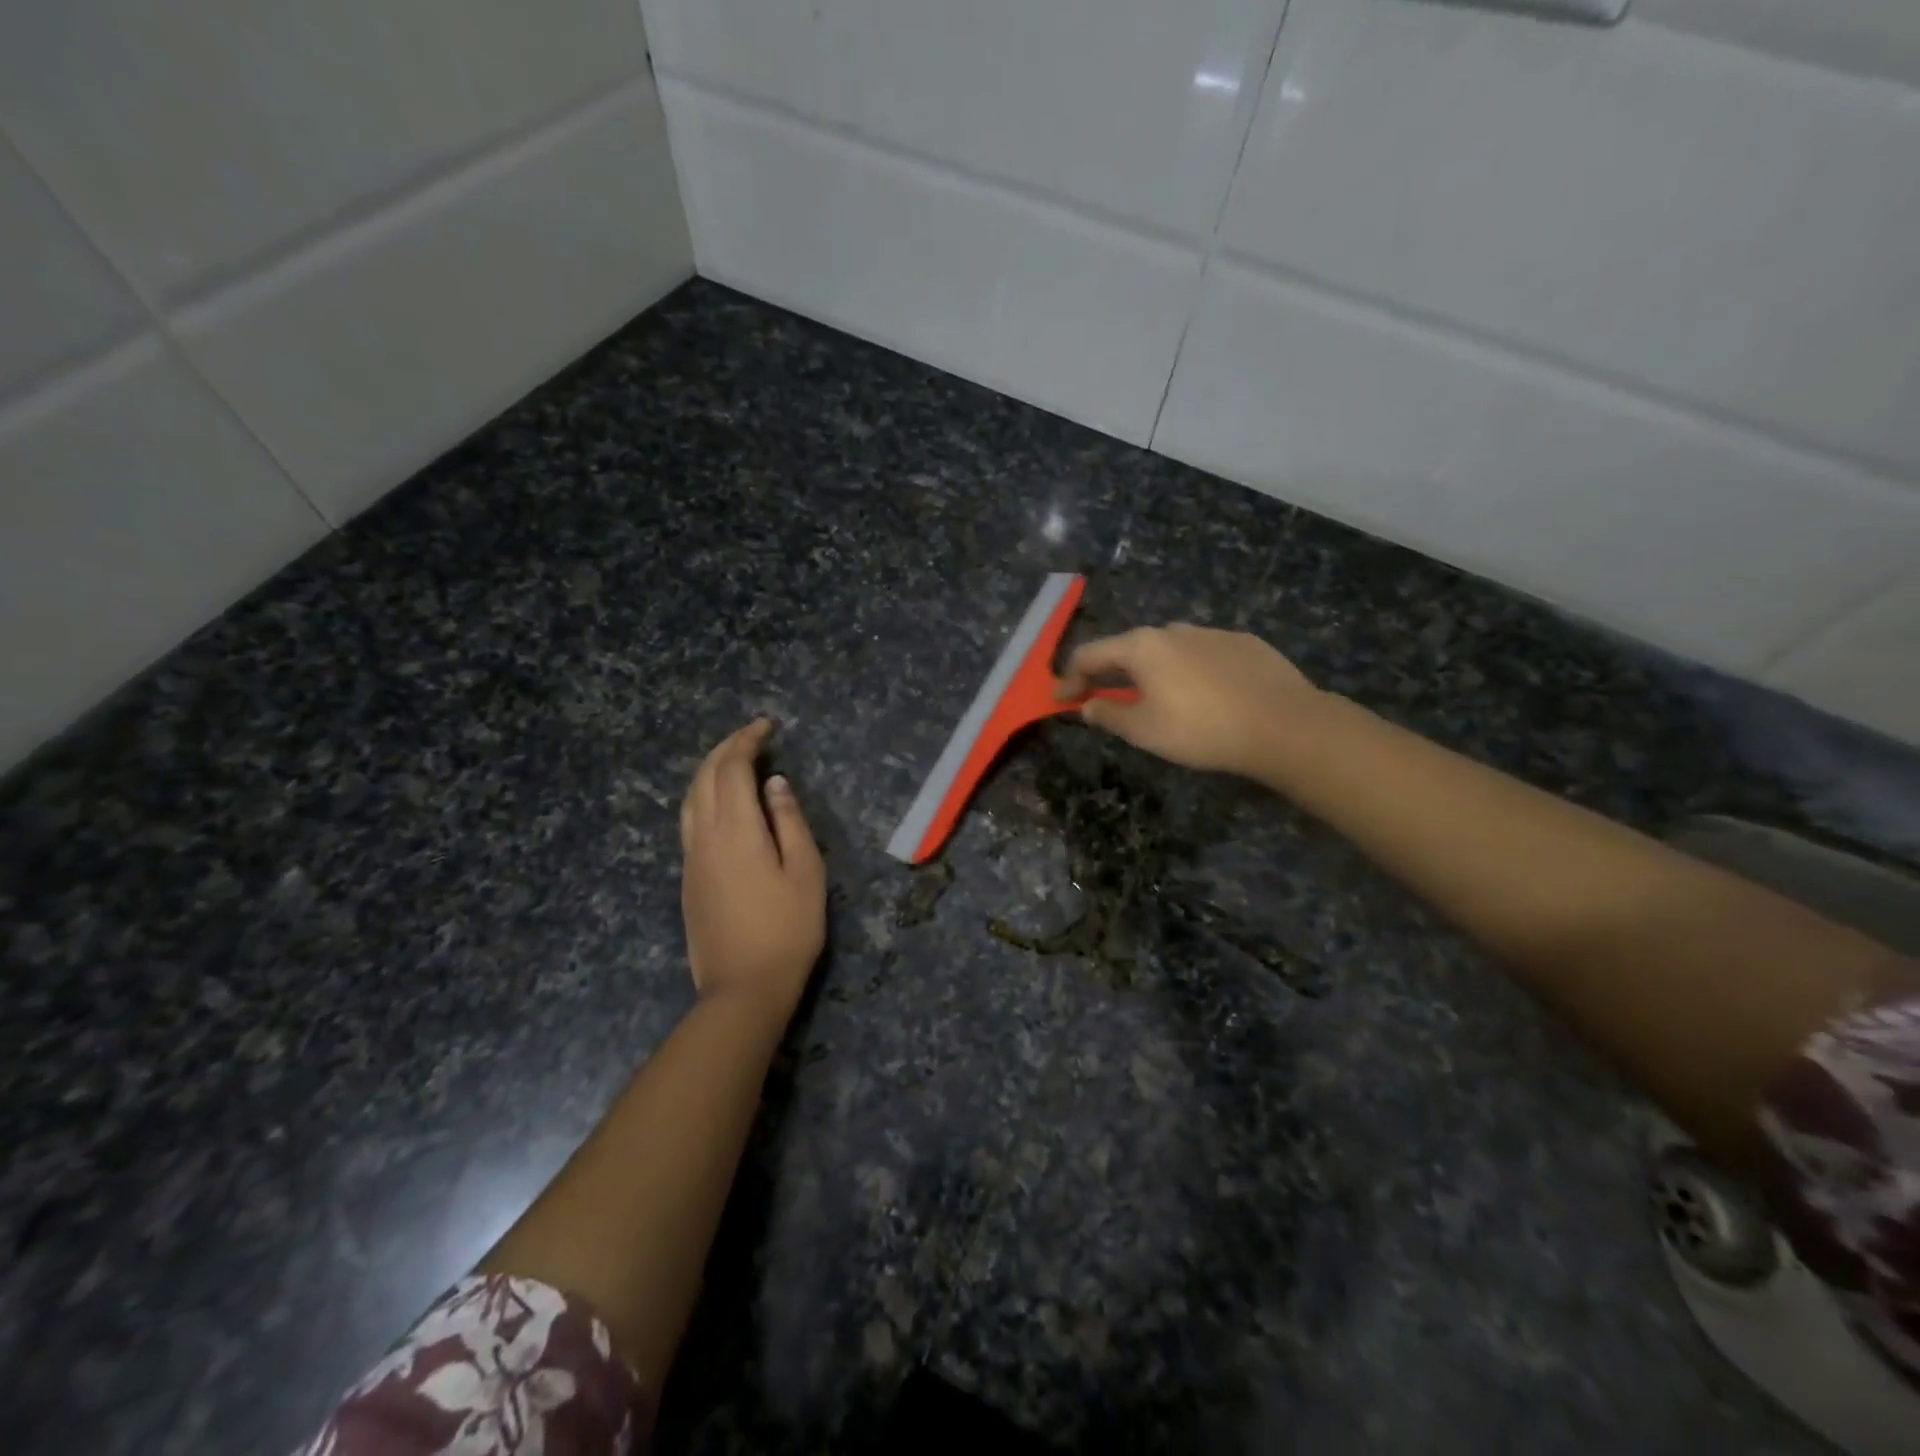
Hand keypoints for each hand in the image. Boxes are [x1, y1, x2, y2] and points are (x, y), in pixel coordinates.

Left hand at [680, 719, 825, 1020]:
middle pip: (704, 778)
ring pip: (690, 799)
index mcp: (735, 830)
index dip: (747, 740)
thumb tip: (774, 783)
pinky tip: (722, 803)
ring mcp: (690, 859)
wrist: (743, 988)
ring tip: (734, 762)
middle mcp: (704, 837)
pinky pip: (689, 821)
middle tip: (752, 737)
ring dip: (709, 771)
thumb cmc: (787, 929)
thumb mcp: (805, 871)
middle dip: (725, 749)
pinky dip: (704, 796)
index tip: (767, 726)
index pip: (732, 768)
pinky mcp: (687, 879)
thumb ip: (789, 821)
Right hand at [1056, 624, 1323, 780]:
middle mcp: (1173, 630)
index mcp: (1142, 647)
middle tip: (1104, 699)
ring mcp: (1212, 633)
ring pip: (1169, 650)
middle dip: (1111, 674)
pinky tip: (1205, 696)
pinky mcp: (1245, 643)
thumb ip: (1109, 715)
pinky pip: (1204, 656)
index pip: (1090, 655)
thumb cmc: (1201, 729)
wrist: (1283, 724)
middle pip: (1129, 649)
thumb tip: (1088, 706)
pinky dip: (1191, 672)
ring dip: (1153, 672)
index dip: (1070, 678)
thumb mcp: (1144, 731)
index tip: (1061, 700)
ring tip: (1159, 700)